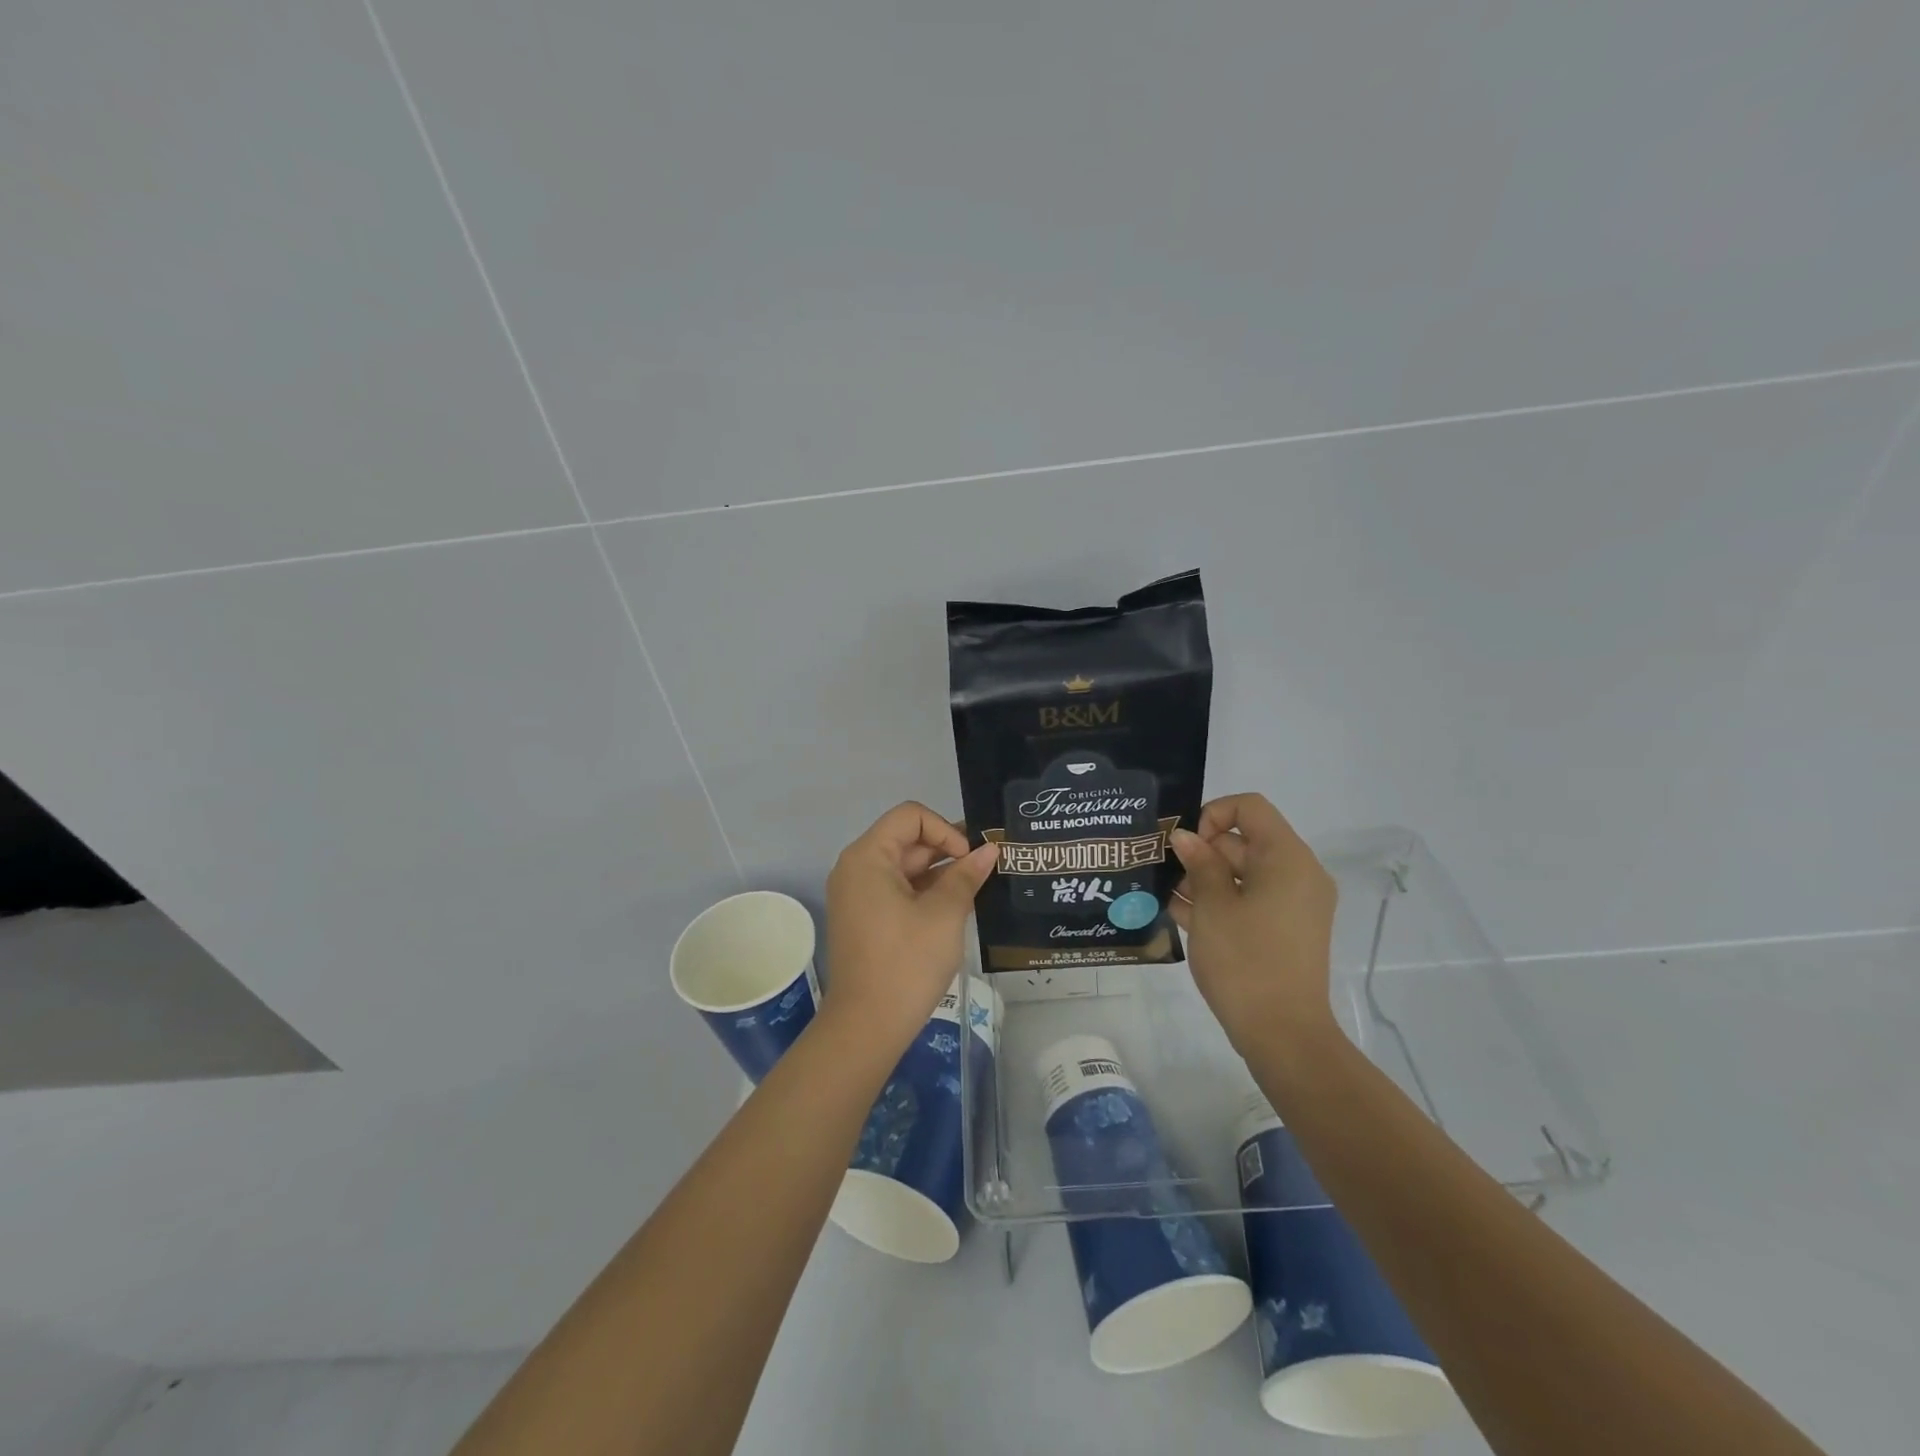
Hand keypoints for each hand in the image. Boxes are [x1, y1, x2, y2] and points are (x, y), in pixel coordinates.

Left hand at [823, 802, 998, 1048]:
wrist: (866, 1027)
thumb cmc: (906, 963)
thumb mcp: (944, 914)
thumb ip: (966, 875)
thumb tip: (990, 850)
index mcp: (868, 857)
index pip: (911, 816)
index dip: (945, 829)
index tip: (970, 859)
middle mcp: (856, 868)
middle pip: (907, 840)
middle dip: (947, 850)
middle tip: (986, 870)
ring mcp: (858, 895)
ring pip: (905, 867)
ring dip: (940, 873)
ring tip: (977, 889)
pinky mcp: (865, 918)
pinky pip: (897, 890)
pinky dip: (925, 893)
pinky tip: (956, 908)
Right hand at [1168, 793, 1339, 1056]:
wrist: (1283, 1035)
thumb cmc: (1245, 960)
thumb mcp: (1212, 906)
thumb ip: (1199, 863)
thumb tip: (1185, 837)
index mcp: (1287, 858)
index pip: (1250, 807)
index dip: (1212, 815)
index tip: (1186, 846)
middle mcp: (1297, 874)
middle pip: (1244, 841)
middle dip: (1201, 852)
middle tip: (1163, 871)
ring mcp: (1293, 905)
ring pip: (1243, 874)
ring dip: (1204, 879)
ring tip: (1164, 894)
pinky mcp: (1284, 931)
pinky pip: (1250, 901)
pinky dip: (1219, 902)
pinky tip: (1179, 914)